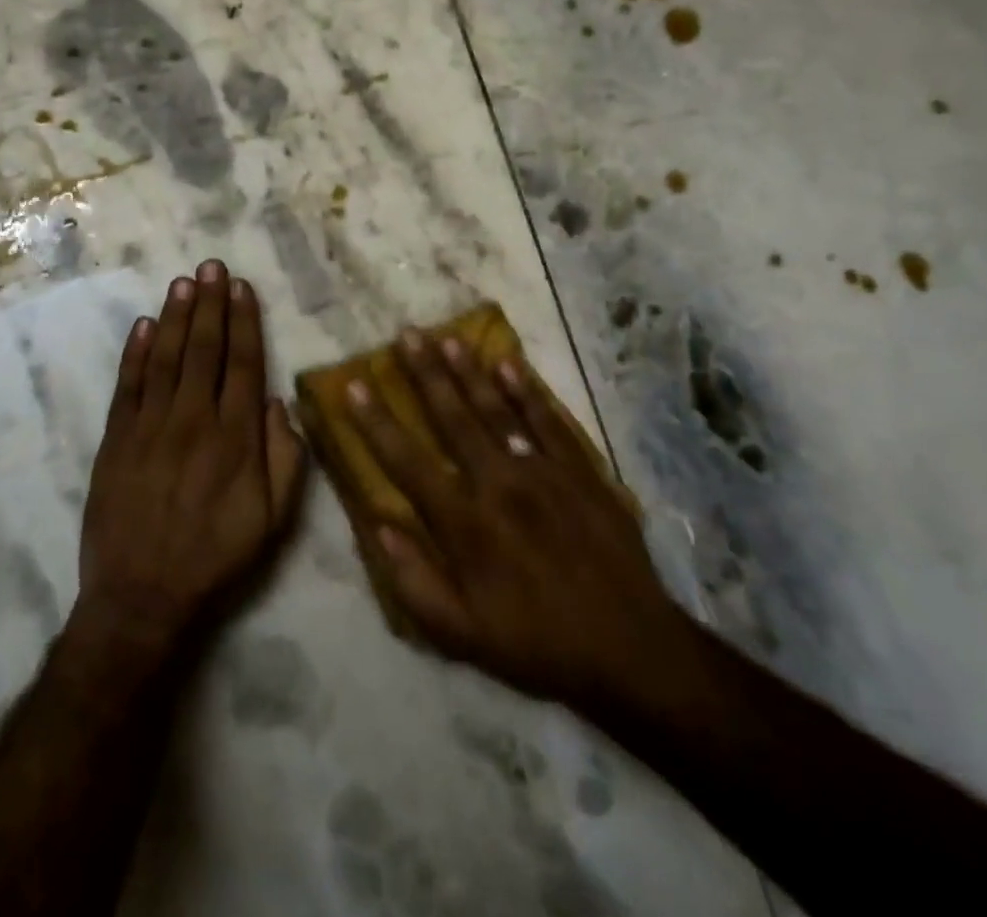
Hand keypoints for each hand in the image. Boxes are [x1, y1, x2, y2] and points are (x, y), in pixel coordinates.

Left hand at [74, 260, 306, 659]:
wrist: (142, 597)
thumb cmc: (216, 558)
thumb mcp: (273, 521)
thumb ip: (285, 459)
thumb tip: (280, 403)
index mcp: (235, 438)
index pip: (244, 364)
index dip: (244, 321)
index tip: (241, 287)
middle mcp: (193, 420)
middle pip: (204, 349)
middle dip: (209, 304)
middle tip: (211, 266)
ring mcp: (150, 427)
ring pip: (165, 358)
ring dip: (175, 317)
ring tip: (183, 282)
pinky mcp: (115, 439)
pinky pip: (127, 385)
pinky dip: (134, 353)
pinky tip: (142, 325)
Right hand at [337, 331, 714, 721]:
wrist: (632, 650)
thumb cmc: (537, 644)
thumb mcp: (462, 636)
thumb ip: (414, 581)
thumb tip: (378, 526)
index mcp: (465, 524)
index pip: (407, 461)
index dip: (376, 422)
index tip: (354, 385)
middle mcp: (499, 484)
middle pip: (453, 418)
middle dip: (426, 374)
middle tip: (407, 334)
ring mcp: (543, 472)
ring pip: (497, 409)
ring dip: (469, 371)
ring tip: (447, 337)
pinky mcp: (580, 471)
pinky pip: (548, 420)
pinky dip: (527, 390)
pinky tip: (509, 363)